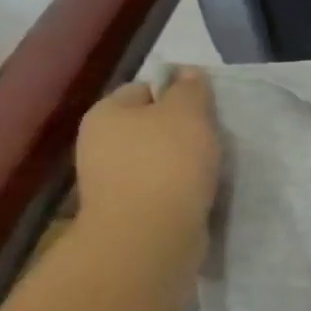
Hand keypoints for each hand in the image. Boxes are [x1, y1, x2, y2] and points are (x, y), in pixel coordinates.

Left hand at [74, 68, 222, 246]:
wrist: (150, 236)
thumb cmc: (168, 163)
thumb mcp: (188, 112)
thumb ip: (190, 88)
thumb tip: (187, 73)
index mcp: (106, 113)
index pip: (144, 89)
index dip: (177, 94)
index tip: (206, 110)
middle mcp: (98, 145)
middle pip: (148, 127)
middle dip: (180, 132)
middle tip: (212, 139)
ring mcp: (109, 183)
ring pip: (155, 160)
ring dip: (181, 164)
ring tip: (210, 170)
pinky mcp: (126, 213)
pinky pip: (158, 190)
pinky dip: (178, 191)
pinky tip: (199, 195)